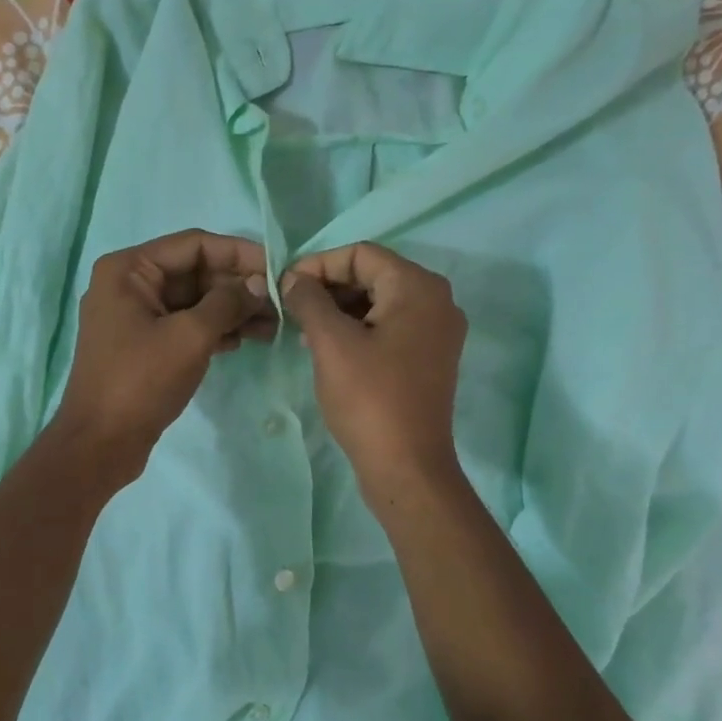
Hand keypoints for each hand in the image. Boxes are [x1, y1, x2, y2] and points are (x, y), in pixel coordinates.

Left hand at [50, 230, 275, 479]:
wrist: (100, 444)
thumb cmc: (140, 382)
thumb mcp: (190, 336)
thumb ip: (228, 302)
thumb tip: (259, 284)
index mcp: (128, 269)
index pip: (194, 245)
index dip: (239, 253)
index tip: (277, 267)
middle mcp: (129, 284)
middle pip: (195, 272)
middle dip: (238, 286)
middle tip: (281, 303)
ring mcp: (136, 316)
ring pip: (194, 301)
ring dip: (233, 310)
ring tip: (274, 326)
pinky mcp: (145, 345)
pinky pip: (186, 325)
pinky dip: (216, 330)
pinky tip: (247, 340)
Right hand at [280, 243, 466, 504]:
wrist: (407, 466)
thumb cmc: (369, 398)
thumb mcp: (331, 342)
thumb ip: (309, 299)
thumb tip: (293, 278)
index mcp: (418, 288)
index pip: (361, 254)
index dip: (318, 264)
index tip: (284, 287)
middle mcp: (436, 301)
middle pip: (373, 275)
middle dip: (328, 288)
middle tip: (291, 309)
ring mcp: (436, 332)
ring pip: (379, 302)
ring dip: (339, 310)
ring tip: (304, 331)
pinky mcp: (429, 359)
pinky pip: (389, 327)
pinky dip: (358, 329)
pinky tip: (327, 349)